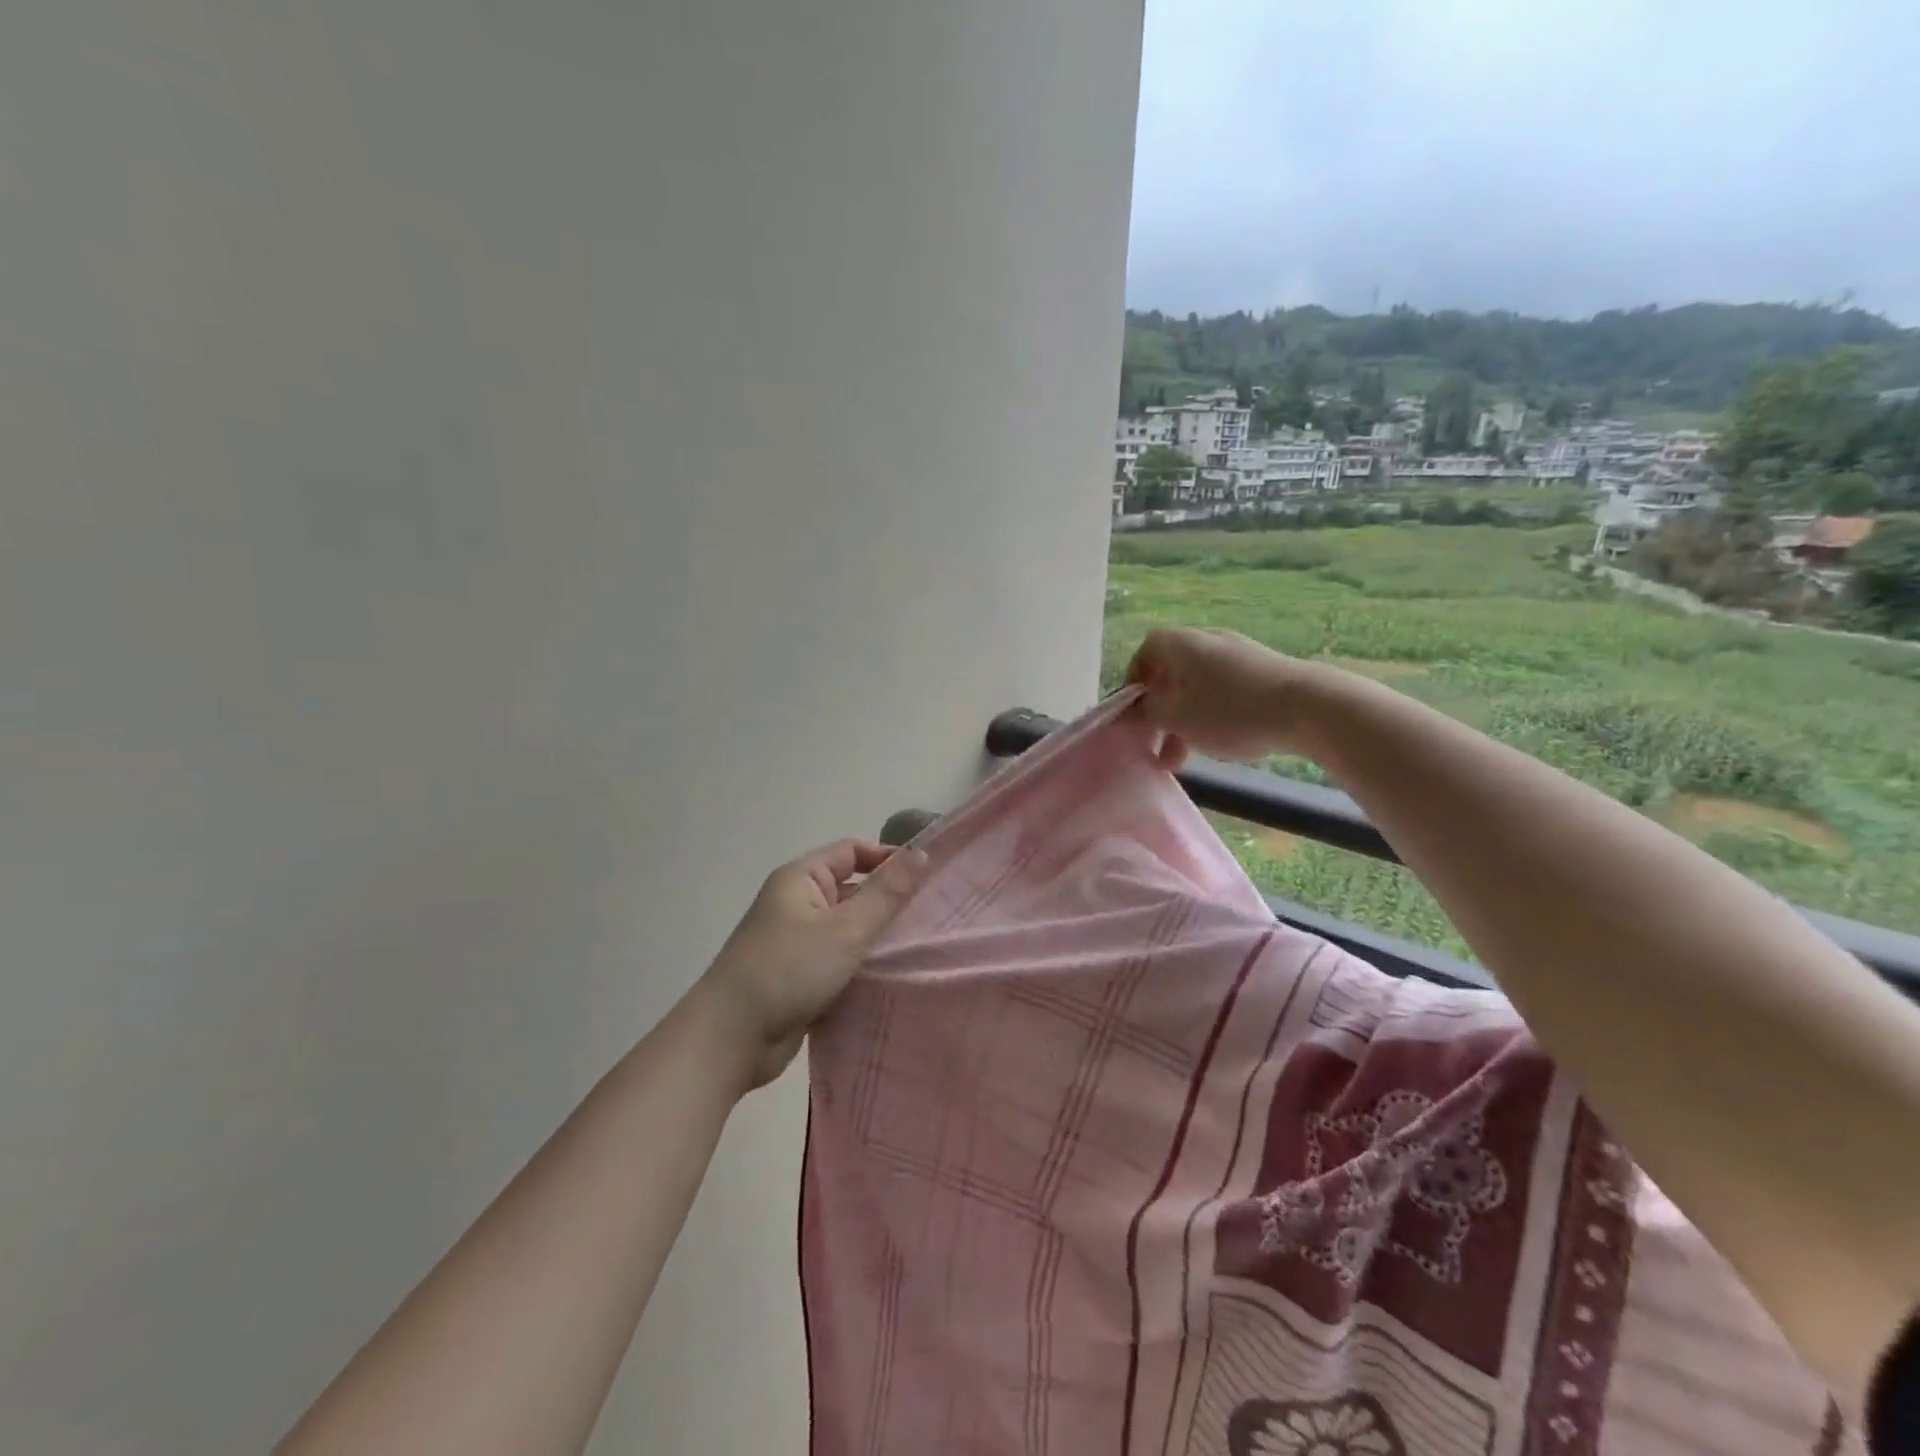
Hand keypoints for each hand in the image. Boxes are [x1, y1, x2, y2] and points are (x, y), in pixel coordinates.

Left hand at [695, 840, 929, 1088]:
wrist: (731, 1038)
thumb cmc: (789, 969)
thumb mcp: (846, 928)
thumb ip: (886, 892)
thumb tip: (920, 852)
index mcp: (802, 878)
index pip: (852, 851)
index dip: (888, 858)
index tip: (928, 878)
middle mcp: (797, 903)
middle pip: (852, 890)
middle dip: (888, 902)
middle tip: (933, 916)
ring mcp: (797, 941)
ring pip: (848, 929)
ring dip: (878, 938)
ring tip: (922, 948)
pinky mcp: (799, 977)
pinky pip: (839, 960)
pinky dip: (862, 966)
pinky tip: (893, 978)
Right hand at [1124, 626, 1324, 770]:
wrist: (1309, 707)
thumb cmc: (1230, 711)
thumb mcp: (1178, 718)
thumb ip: (1149, 712)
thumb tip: (1141, 708)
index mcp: (1182, 643)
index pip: (1145, 652)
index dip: (1133, 683)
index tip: (1133, 714)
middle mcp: (1208, 640)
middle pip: (1171, 674)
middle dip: (1159, 713)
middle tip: (1154, 745)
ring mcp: (1238, 654)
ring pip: (1197, 688)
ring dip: (1183, 721)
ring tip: (1181, 759)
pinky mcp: (1263, 672)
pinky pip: (1223, 692)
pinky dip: (1211, 716)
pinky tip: (1217, 744)